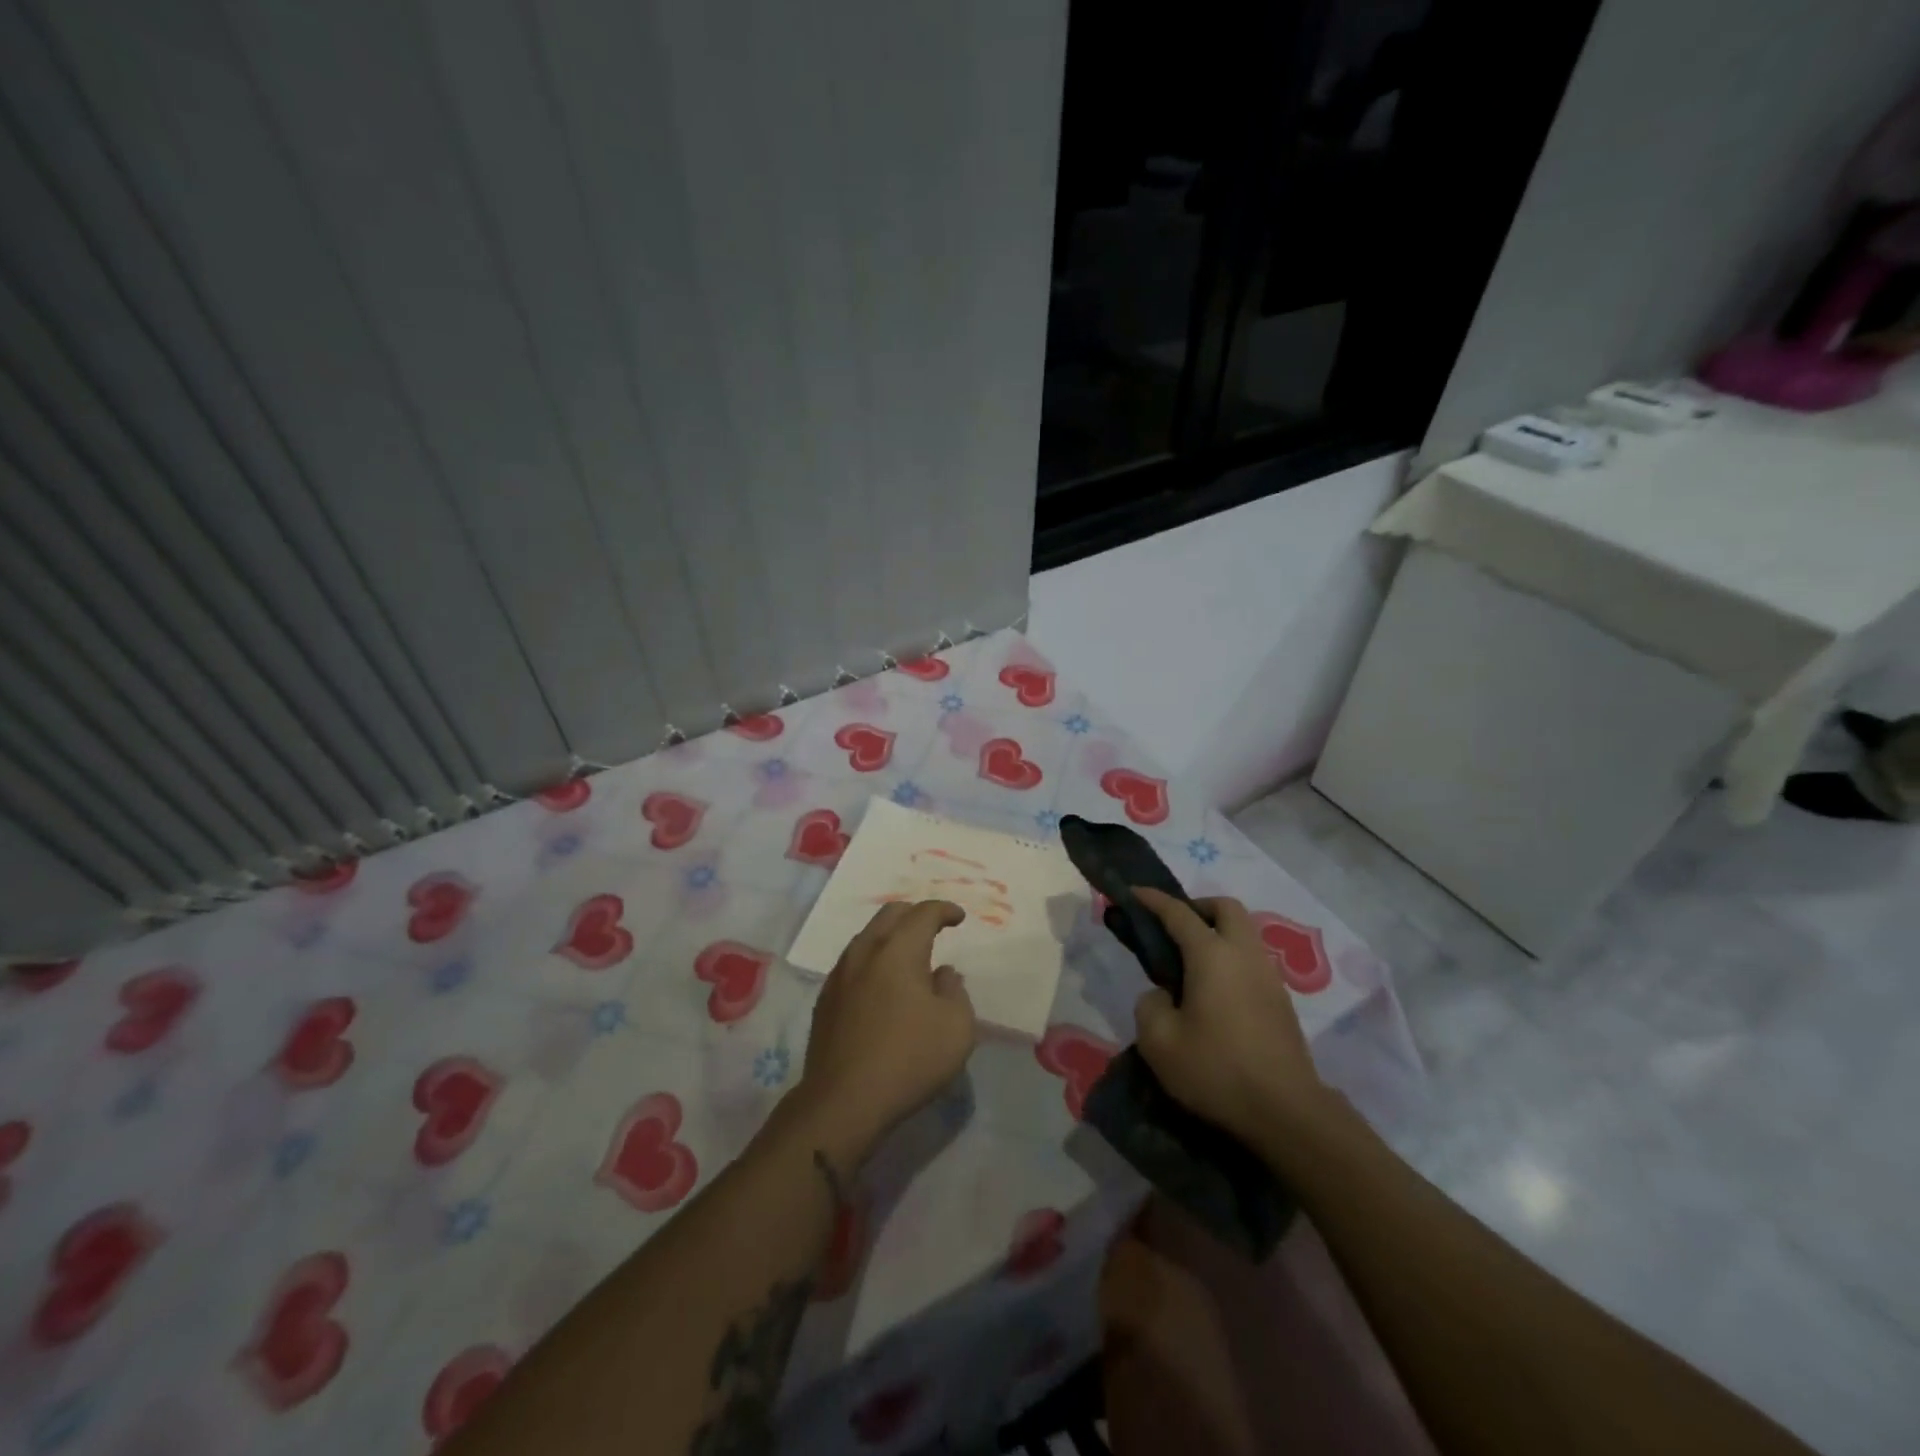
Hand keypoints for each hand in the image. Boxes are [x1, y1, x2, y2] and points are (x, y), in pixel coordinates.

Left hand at [791, 901, 976, 1166]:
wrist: (843, 1101)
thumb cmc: (908, 1059)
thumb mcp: (956, 1027)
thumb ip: (955, 991)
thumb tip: (942, 974)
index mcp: (898, 950)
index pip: (923, 914)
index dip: (944, 910)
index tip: (959, 917)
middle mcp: (864, 952)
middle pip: (889, 915)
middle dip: (914, 915)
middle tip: (933, 928)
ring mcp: (839, 975)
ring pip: (867, 938)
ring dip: (891, 937)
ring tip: (909, 956)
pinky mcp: (825, 1000)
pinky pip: (854, 963)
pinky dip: (874, 961)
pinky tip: (883, 984)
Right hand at [1131, 888, 1332, 1146]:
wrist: (1286, 1112)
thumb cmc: (1217, 1070)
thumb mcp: (1159, 1042)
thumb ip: (1150, 1006)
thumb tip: (1163, 996)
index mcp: (1212, 955)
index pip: (1178, 913)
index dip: (1152, 900)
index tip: (1132, 894)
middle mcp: (1244, 954)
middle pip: (1225, 908)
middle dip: (1197, 907)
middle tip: (1173, 929)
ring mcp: (1269, 976)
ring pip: (1244, 933)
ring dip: (1217, 933)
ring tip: (1191, 964)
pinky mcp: (1281, 1000)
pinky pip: (1252, 959)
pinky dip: (1231, 958)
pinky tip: (1214, 991)